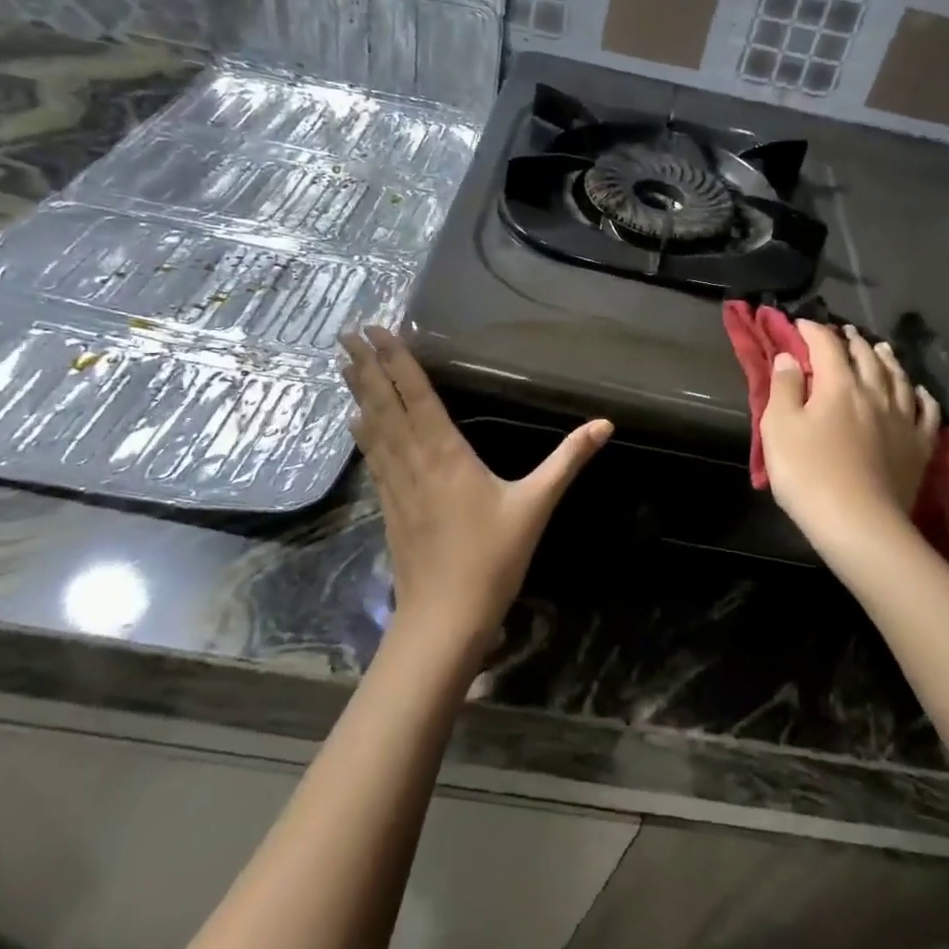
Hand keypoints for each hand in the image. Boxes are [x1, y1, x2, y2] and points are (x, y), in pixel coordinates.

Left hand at [341, 327, 611, 662]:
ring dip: (359, 392)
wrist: (444, 617)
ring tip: (343, 364)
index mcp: (446, 453)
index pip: (417, 395)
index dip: (396, 360)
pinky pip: (372, 456)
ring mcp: (395, 483)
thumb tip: (605, 424)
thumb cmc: (492, 558)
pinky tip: (354, 421)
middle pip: (385, 404)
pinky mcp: (388, 504)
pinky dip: (363, 432)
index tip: (375, 330)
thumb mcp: (536, 505)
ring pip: (373, 427)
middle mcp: (413, 460)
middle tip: (346, 334)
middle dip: (366, 367)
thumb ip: (567, 460)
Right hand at [759, 320, 938, 552]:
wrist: (859, 524)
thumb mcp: (779, 427)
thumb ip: (783, 388)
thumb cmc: (809, 474)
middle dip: (852, 341)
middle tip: (843, 332)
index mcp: (839, 385)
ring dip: (887, 360)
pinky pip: (926, 412)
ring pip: (898, 378)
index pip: (826, 346)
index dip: (812, 331)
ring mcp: (903, 419)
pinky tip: (918, 392)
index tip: (800, 325)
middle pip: (866, 357)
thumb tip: (790, 356)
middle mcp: (875, 393)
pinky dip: (921, 395)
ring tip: (880, 349)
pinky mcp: (920, 446)